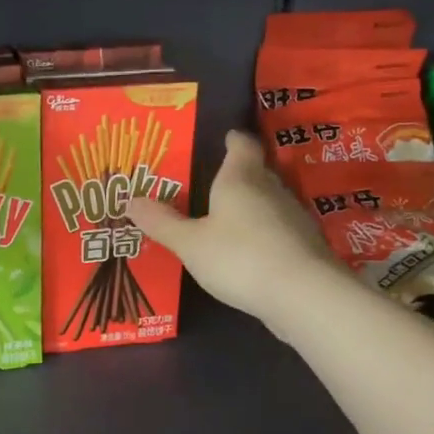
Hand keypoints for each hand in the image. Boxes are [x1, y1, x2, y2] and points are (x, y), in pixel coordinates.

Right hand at [126, 131, 343, 331]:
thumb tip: (129, 199)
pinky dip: (262, 234)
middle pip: (255, 173)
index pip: (241, 145)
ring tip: (225, 219)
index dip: (232, 140)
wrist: (303, 295)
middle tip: (210, 183)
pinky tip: (247, 252)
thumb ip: (161, 222)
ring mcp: (293, 218)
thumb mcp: (190, 243)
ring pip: (267, 202)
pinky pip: (277, 230)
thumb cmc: (239, 257)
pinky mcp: (304, 246)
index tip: (224, 138)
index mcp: (240, 179)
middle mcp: (271, 190)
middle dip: (235, 176)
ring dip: (250, 207)